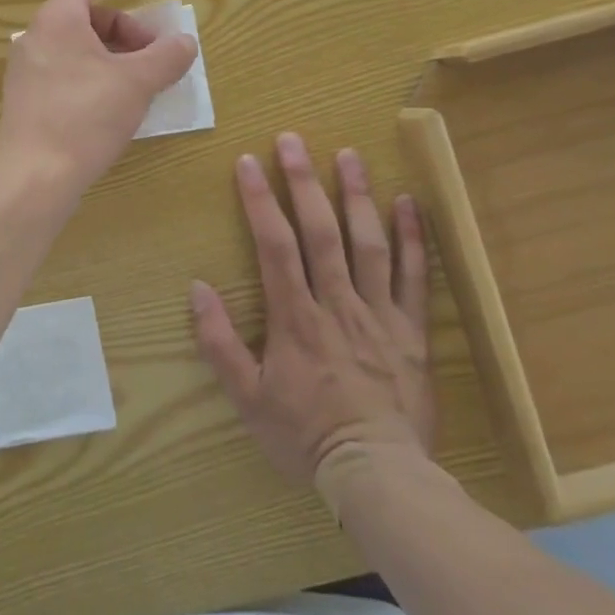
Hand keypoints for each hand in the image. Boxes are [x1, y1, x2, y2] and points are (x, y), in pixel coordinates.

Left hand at [0, 0, 198, 201]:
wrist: (34, 176)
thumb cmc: (85, 118)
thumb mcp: (136, 83)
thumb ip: (166, 57)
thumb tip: (185, 42)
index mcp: (57, 19)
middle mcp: (35, 37)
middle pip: (84, 13)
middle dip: (125, 26)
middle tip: (153, 55)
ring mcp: (27, 69)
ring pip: (75, 44)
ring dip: (112, 52)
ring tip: (140, 82)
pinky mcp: (26, 97)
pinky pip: (65, 69)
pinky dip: (94, 72)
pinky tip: (115, 104)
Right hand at [191, 135, 433, 491]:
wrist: (378, 476)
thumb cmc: (304, 435)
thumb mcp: (246, 397)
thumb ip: (219, 342)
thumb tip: (198, 288)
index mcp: (296, 317)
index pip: (274, 246)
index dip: (260, 200)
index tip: (248, 161)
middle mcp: (338, 304)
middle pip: (321, 232)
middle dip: (305, 182)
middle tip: (294, 139)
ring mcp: (379, 315)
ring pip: (368, 244)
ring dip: (357, 196)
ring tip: (349, 154)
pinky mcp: (411, 331)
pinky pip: (415, 278)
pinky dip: (412, 239)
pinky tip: (407, 203)